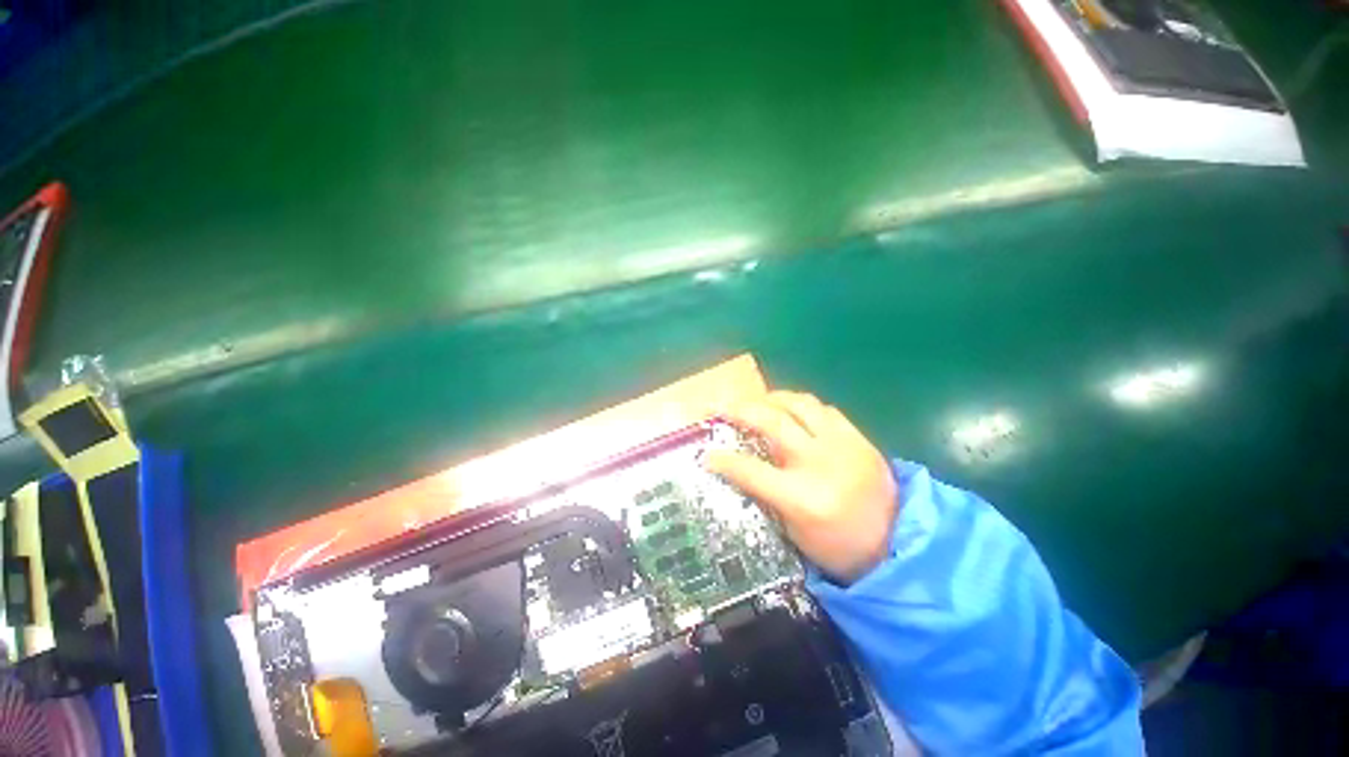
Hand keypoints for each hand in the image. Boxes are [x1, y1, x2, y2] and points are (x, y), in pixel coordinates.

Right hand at [704, 391, 897, 583]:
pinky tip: (791, 412)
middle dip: (740, 410)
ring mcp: (842, 444)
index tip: (706, 454)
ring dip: (770, 399)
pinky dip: (800, 406)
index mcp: (803, 498)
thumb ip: (767, 496)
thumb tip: (740, 469)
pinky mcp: (858, 436)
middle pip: (772, 422)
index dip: (724, 460)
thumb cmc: (840, 547)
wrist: (899, 542)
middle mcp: (820, 463)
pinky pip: (822, 408)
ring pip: (799, 404)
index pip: (751, 470)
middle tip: (721, 407)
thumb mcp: (795, 534)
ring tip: (755, 404)